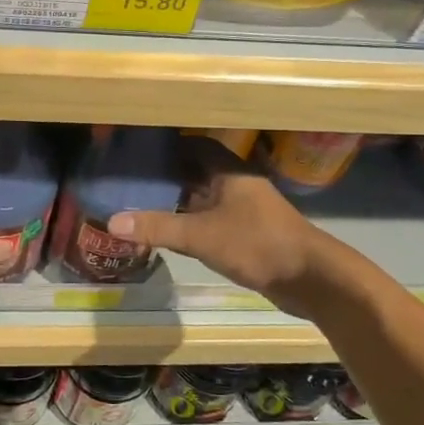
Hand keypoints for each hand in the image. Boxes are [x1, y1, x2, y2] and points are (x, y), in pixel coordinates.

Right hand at [106, 162, 332, 319]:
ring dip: (179, 200)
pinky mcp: (249, 233)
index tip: (138, 150)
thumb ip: (158, 227)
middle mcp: (238, 184)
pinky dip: (192, 221)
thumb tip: (112, 222)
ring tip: (142, 204)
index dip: (168, 146)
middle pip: (197, 171)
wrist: (311, 278)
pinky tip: (171, 232)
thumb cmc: (256, 244)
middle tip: (131, 180)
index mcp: (230, 171)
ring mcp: (246, 209)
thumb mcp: (201, 235)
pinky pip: (213, 219)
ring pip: (205, 198)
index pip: (195, 145)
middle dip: (168, 175)